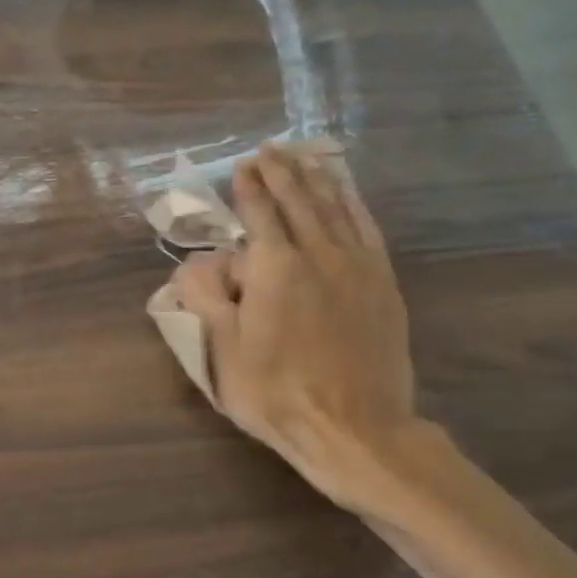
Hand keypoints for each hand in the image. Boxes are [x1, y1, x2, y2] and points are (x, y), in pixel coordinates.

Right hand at [170, 145, 427, 516]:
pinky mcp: (382, 284)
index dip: (248, 188)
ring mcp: (357, 266)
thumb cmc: (276, 392)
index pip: (260, 213)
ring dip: (316, 178)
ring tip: (303, 157)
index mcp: (275, 267)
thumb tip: (194, 262)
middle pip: (299, 200)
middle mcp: (318, 253)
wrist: (354, 427)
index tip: (241, 167)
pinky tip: (346, 194)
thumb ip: (207, 297)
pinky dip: (353, 204)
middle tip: (269, 150)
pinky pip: (366, 229)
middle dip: (281, 172)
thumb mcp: (222, 351)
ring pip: (335, 207)